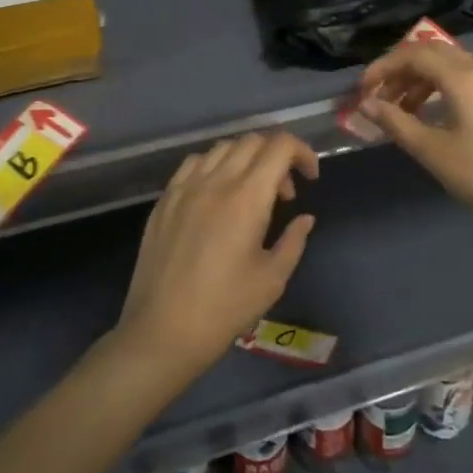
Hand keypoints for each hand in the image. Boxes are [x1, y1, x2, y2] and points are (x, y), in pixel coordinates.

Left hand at [116, 132, 319, 379]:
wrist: (162, 332)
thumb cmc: (224, 309)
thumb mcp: (272, 279)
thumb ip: (293, 240)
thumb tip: (304, 218)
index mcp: (247, 198)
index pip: (280, 146)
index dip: (302, 153)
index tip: (310, 177)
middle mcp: (215, 182)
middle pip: (252, 141)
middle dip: (277, 156)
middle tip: (284, 193)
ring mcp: (185, 188)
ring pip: (222, 148)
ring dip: (246, 159)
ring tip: (251, 192)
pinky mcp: (164, 200)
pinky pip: (193, 164)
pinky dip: (215, 166)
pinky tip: (217, 194)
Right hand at [356, 42, 472, 238]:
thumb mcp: (432, 151)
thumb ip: (396, 122)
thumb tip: (366, 104)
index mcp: (465, 78)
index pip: (415, 55)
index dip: (383, 67)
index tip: (363, 90)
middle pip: (435, 53)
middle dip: (403, 70)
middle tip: (381, 96)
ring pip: (455, 66)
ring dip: (424, 80)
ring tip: (404, 110)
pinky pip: (472, 80)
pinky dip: (446, 88)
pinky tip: (437, 116)